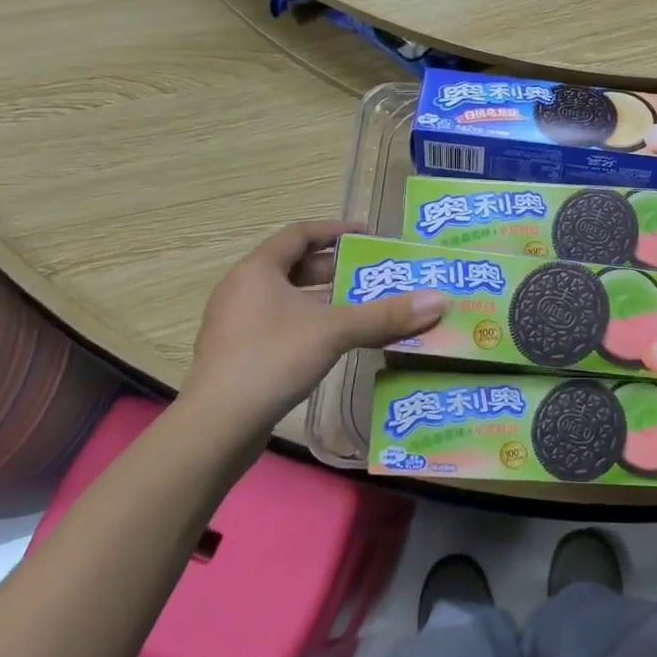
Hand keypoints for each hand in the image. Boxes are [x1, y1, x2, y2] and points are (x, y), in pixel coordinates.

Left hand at [178, 221, 446, 445]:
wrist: (217, 427)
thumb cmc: (272, 360)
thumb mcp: (335, 331)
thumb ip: (385, 315)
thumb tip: (439, 300)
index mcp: (258, 271)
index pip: (298, 234)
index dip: (333, 230)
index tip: (366, 234)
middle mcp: (242, 290)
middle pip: (292, 267)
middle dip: (332, 268)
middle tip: (370, 274)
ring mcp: (235, 324)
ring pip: (286, 299)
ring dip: (322, 299)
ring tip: (359, 307)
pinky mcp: (237, 355)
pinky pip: (279, 325)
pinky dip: (308, 324)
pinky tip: (333, 343)